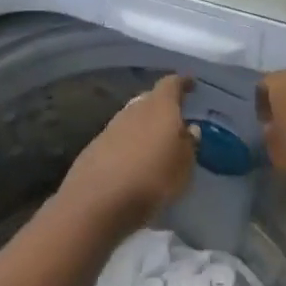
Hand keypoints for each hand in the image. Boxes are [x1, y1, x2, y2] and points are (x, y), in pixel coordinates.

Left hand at [60, 75, 198, 234]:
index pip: (172, 84)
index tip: (191, 83)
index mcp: (159, 107)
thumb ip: (189, 144)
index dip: (182, 82)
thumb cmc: (152, 179)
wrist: (96, 203)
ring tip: (156, 141)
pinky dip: (129, 144)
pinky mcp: (94, 148)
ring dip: (144, 125)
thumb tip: (190, 129)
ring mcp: (111, 127)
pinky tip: (133, 160)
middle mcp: (134, 110)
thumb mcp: (184, 166)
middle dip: (163, 105)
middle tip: (176, 116)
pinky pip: (119, 138)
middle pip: (150, 99)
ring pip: (132, 118)